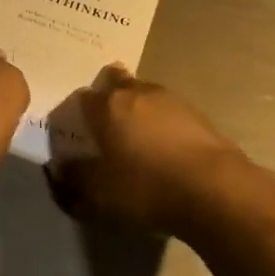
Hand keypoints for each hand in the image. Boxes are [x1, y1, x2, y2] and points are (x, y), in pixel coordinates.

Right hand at [51, 65, 248, 235]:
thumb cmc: (147, 186)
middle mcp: (137, 93)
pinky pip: (169, 111)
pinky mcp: (198, 114)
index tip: (77, 130)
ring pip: (145, 94)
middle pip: (116, 83)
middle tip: (106, 120)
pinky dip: (162, 122)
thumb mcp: (100, 193)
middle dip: (109, 95)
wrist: (214, 189)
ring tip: (137, 135)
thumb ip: (76, 178)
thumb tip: (60, 168)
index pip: (82, 98)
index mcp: (108, 106)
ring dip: (138, 107)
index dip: (77, 112)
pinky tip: (165, 146)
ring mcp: (171, 99)